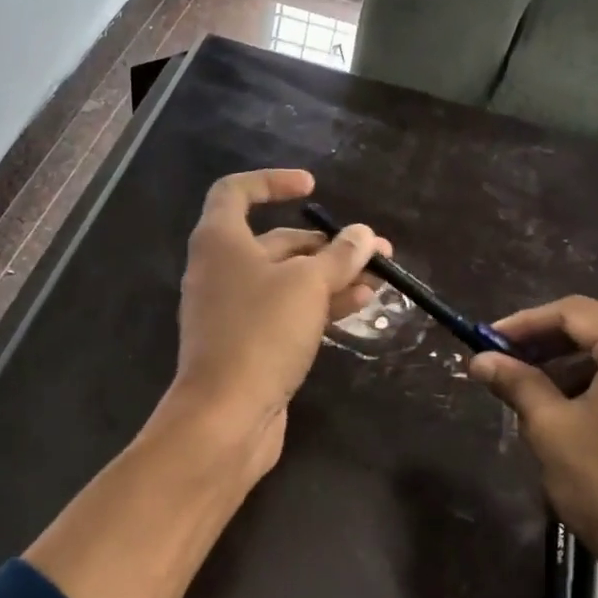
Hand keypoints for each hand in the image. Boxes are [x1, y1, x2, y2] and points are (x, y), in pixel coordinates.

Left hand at [170, 168, 388, 480]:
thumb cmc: (261, 334)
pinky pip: (285, 311)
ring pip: (285, 280)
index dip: (272, 181)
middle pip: (275, 241)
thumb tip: (364, 234)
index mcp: (220, 241)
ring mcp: (232, 309)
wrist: (224, 416)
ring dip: (330, 276)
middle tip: (375, 251)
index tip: (312, 187)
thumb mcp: (307, 286)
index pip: (236, 192)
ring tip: (378, 280)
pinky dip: (317, 305)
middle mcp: (220, 269)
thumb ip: (339, 256)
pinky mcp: (246, 343)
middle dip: (326, 244)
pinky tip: (357, 306)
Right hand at [471, 297, 597, 597]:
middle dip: (549, 348)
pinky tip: (580, 425)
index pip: (575, 313)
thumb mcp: (551, 429)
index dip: (525, 322)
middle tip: (506, 367)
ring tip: (537, 400)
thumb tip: (480, 359)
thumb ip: (516, 383)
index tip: (489, 341)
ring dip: (575, 373)